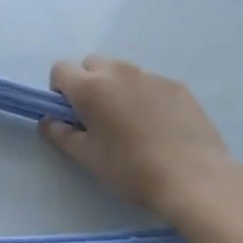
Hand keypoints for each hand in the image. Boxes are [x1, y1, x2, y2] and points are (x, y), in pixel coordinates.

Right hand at [41, 55, 242, 224]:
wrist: (194, 177)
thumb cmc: (132, 169)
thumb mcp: (87, 158)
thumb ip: (60, 134)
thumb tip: (48, 121)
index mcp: (91, 87)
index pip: (61, 69)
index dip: (60, 90)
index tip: (71, 115)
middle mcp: (119, 72)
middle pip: (92, 64)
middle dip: (89, 83)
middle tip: (99, 118)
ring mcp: (151, 76)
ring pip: (123, 73)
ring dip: (118, 88)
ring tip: (133, 125)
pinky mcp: (177, 86)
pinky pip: (151, 83)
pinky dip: (146, 97)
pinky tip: (159, 127)